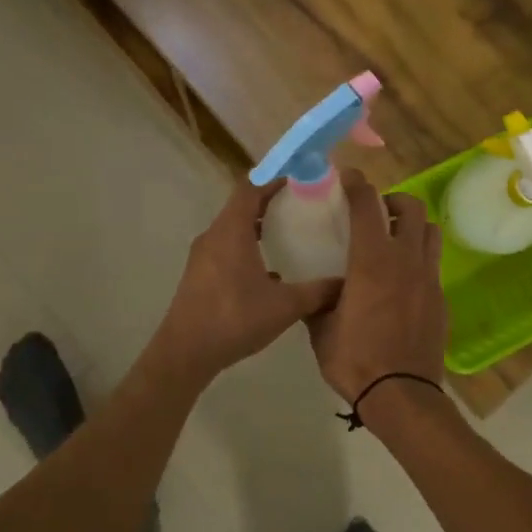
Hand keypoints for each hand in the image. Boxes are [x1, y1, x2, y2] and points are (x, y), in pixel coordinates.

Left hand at [154, 181, 341, 382]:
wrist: (185, 353)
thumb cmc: (235, 319)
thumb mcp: (285, 305)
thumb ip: (318, 292)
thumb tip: (346, 282)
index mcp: (231, 231)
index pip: (250, 188)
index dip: (273, 178)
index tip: (298, 178)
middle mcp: (213, 236)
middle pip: (241, 206)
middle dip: (270, 202)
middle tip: (301, 205)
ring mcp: (202, 256)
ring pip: (232, 230)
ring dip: (257, 227)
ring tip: (288, 235)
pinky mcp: (198, 275)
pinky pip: (225, 249)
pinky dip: (246, 249)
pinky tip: (269, 272)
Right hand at [306, 169, 448, 404]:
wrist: (401, 395)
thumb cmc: (354, 359)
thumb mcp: (321, 328)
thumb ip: (318, 301)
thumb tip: (312, 291)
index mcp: (372, 261)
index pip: (367, 205)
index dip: (357, 185)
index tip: (347, 178)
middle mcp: (406, 260)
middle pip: (412, 208)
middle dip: (394, 201)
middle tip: (377, 214)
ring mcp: (429, 279)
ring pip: (431, 232)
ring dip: (414, 227)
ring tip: (395, 240)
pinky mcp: (441, 299)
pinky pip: (433, 265)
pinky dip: (419, 259)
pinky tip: (403, 280)